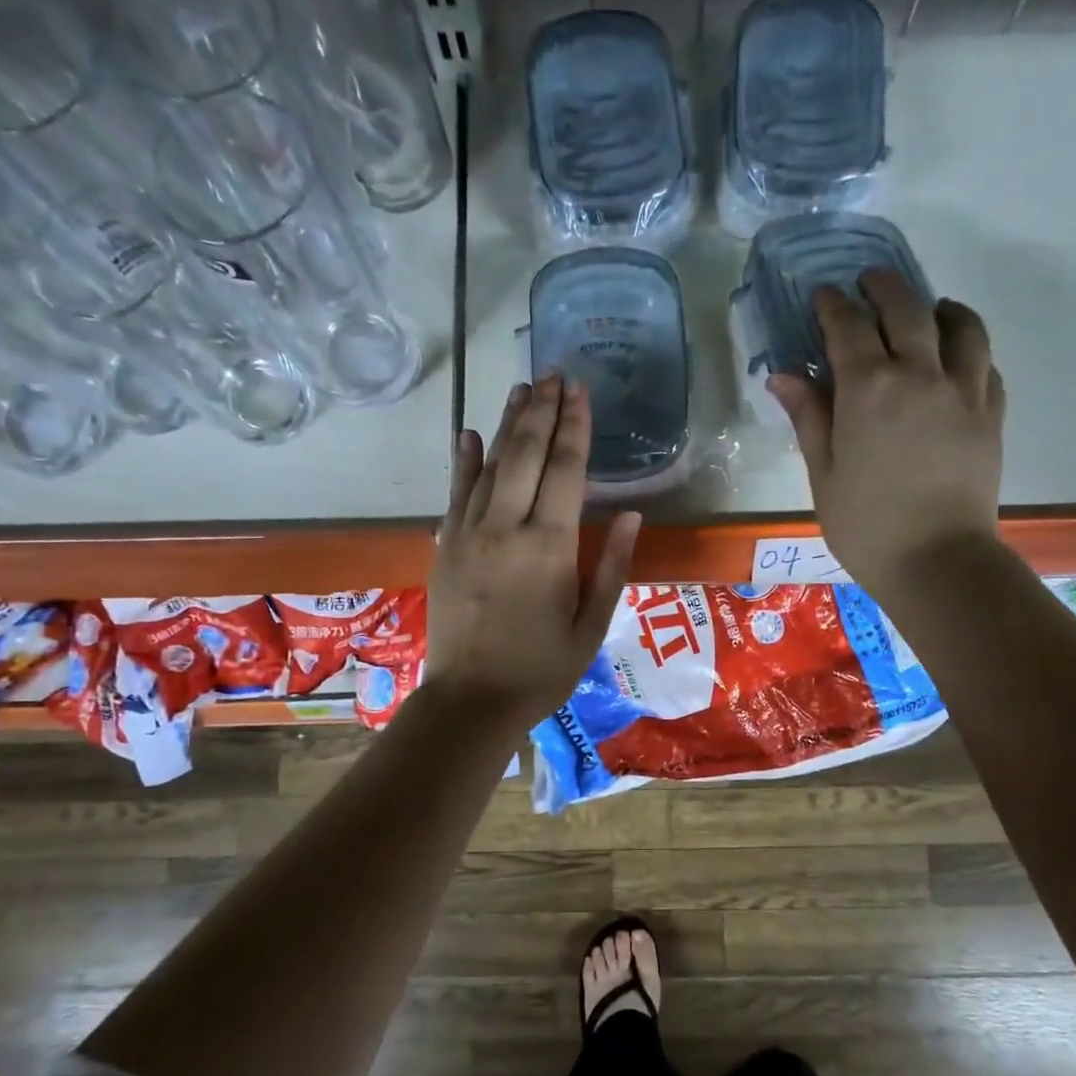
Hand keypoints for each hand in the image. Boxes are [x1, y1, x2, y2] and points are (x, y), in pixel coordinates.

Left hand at [425, 373, 640, 730]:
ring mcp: (468, 533)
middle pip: (524, 454)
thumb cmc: (541, 670)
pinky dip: (463, 462)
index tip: (580, 392)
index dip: (575, 428)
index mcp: (548, 546)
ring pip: (489, 465)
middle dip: (541, 411)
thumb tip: (630, 515)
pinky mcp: (445, 546)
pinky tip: (468, 435)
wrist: (470, 701)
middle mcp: (505, 527)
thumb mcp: (591, 626)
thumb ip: (611, 567)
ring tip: (522, 390)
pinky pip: (455, 493)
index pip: (565, 470)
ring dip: (507, 424)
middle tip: (553, 374)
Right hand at [767, 272, 1004, 597]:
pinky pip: (985, 363)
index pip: (848, 327)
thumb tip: (783, 375)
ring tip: (927, 311)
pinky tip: (956, 359)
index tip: (822, 295)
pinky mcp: (992, 413)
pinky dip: (969, 348)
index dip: (832, 306)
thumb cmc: (866, 526)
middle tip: (869, 283)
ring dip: (939, 308)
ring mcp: (964, 390)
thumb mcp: (823, 474)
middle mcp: (920, 374)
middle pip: (906, 308)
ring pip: (960, 325)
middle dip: (884, 287)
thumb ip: (808, 417)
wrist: (936, 562)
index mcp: (868, 389)